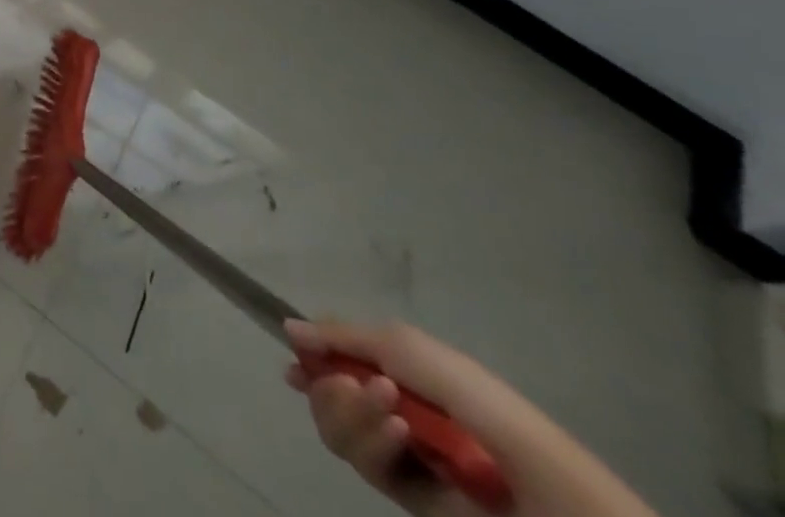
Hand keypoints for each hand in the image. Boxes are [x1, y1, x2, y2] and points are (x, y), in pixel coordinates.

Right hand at [285, 320, 658, 516]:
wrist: (537, 483)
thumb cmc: (473, 398)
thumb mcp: (403, 345)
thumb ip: (341, 336)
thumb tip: (288, 328)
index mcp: (395, 370)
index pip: (335, 359)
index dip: (310, 359)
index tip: (293, 361)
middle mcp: (389, 408)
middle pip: (325, 395)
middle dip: (330, 387)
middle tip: (353, 384)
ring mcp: (398, 454)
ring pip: (336, 429)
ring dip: (352, 414)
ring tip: (388, 411)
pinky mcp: (405, 496)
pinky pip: (364, 464)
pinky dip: (374, 444)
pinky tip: (401, 438)